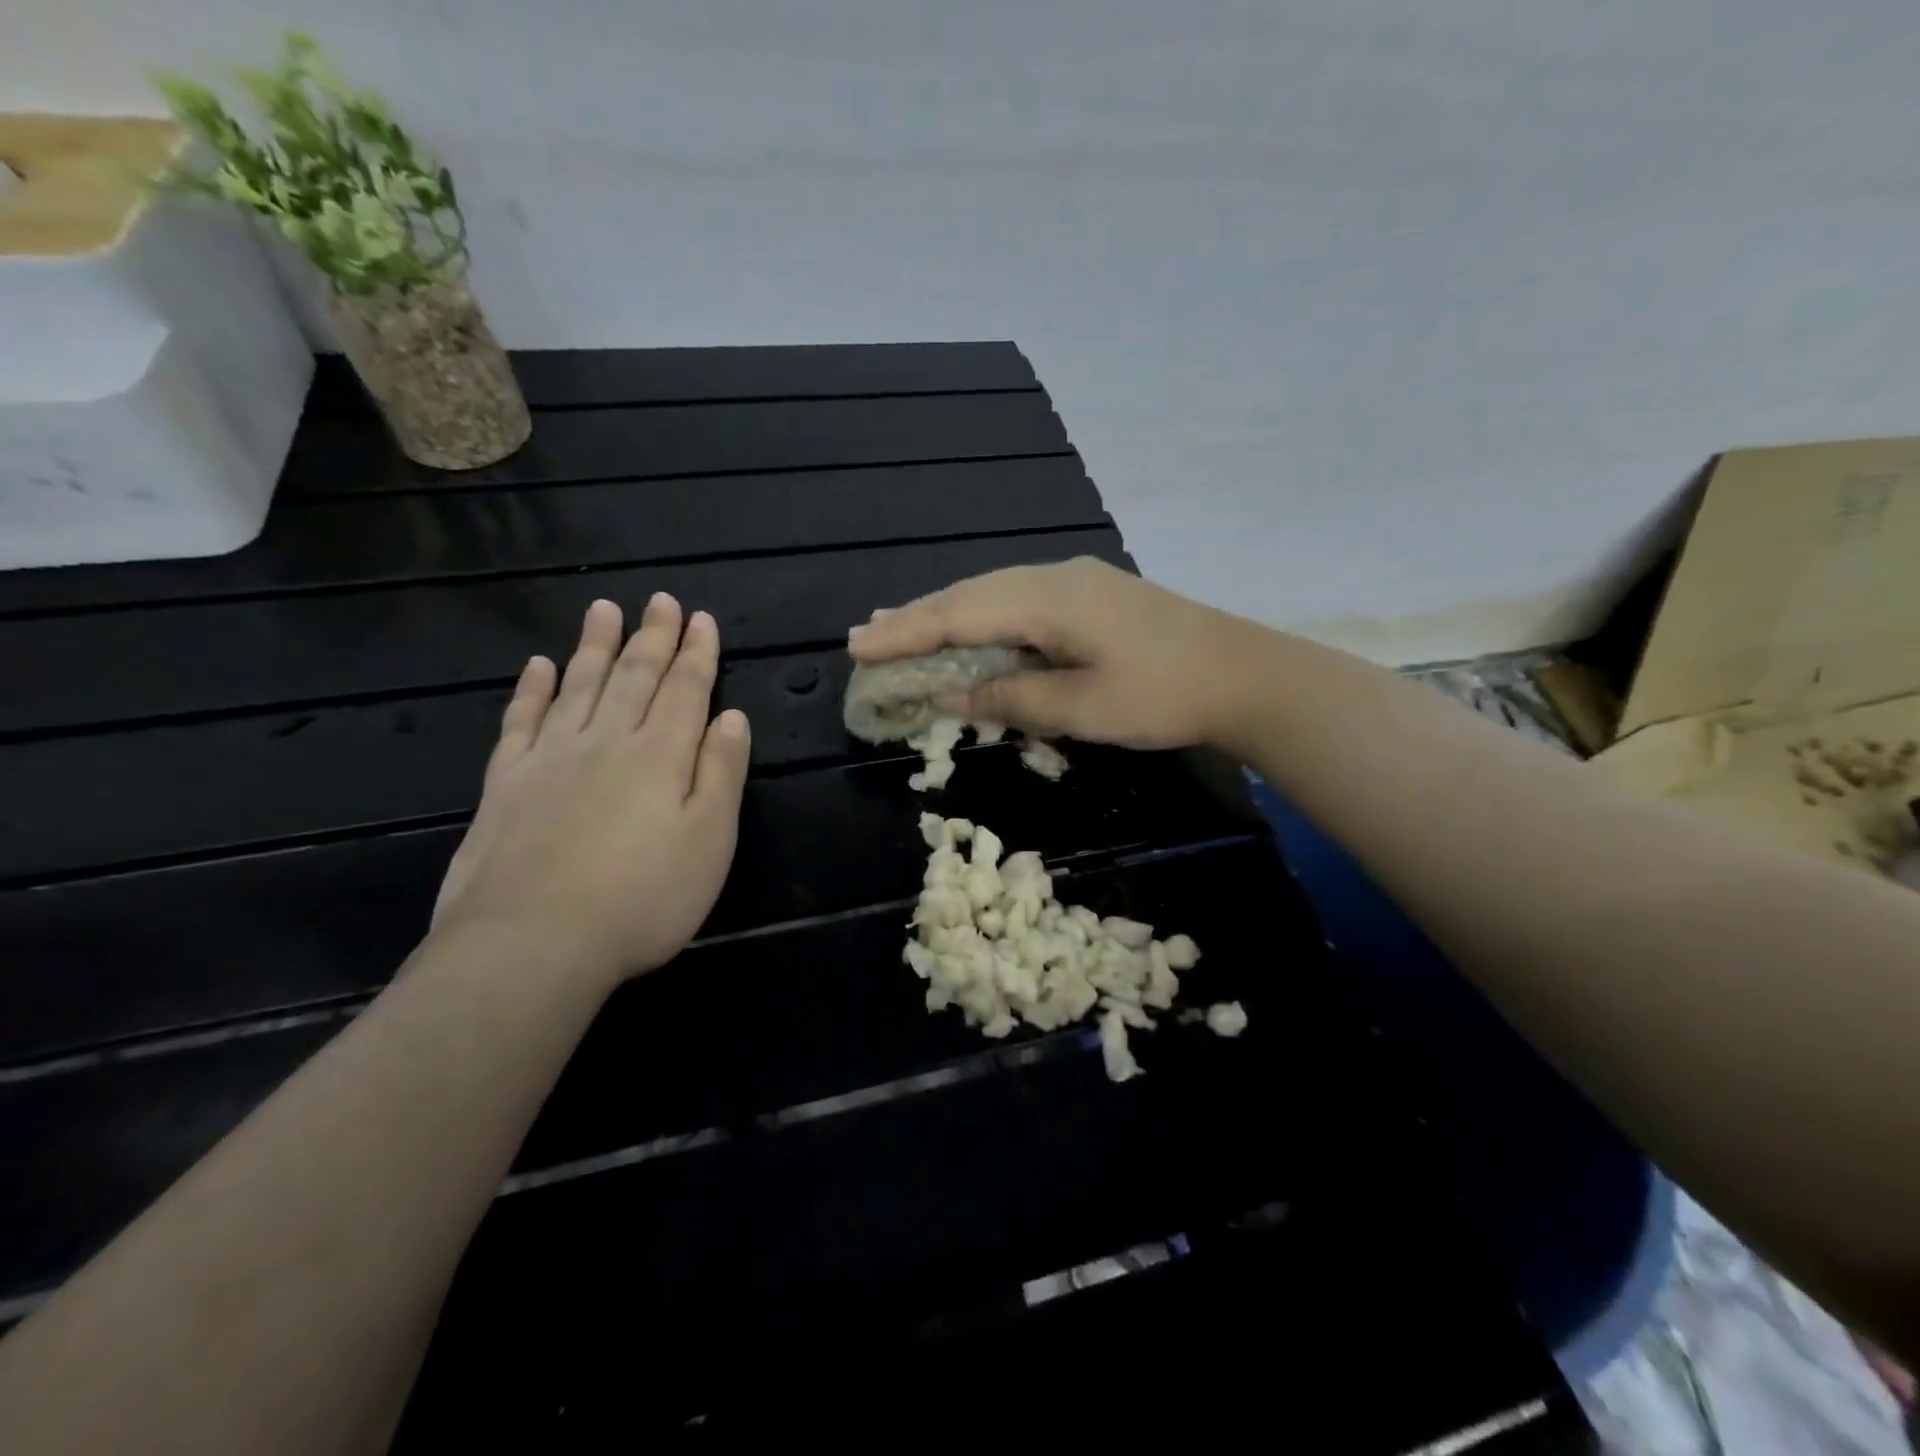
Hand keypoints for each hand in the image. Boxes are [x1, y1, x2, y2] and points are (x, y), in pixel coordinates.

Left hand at [431, 594, 750, 986]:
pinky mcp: (506, 784)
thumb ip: (722, 773)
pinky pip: (522, 722)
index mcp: (660, 756)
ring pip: (578, 686)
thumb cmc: (642, 899)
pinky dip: (532, 690)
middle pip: (634, 678)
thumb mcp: (709, 841)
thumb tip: (732, 717)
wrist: (531, 945)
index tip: (702, 619)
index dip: (697, 653)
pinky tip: (538, 667)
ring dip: (595, 646)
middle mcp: (606, 742)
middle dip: (652, 637)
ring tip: (604, 610)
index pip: (685, 690)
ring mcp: (550, 759)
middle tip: (660, 600)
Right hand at [847, 557, 1261, 749]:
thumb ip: (1012, 698)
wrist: (1244, 674)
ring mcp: (1075, 581)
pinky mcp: (1090, 595)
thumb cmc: (1164, 696)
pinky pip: (1017, 601)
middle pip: (969, 596)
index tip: (859, 647)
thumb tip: (951, 696)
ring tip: (900, 628)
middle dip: (915, 619)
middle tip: (864, 637)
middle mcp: (1054, 578)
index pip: (960, 616)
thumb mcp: (1082, 708)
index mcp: (1049, 600)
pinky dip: (982, 617)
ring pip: (992, 594)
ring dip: (945, 614)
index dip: (907, 634)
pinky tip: (969, 626)